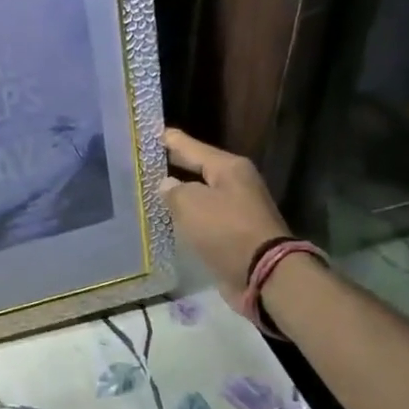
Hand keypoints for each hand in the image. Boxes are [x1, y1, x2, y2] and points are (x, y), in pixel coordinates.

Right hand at [160, 128, 289, 292]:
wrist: (264, 275)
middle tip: (144, 160)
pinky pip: (204, 217)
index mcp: (228, 167)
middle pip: (197, 168)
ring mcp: (238, 208)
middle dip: (172, 165)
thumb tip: (167, 185)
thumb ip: (173, 190)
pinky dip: (188, 216)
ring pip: (200, 193)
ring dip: (179, 192)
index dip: (168, 139)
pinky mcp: (235, 233)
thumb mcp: (191, 203)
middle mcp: (236, 183)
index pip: (190, 146)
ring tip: (150, 188)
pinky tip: (169, 217)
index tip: (147, 133)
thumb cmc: (226, 230)